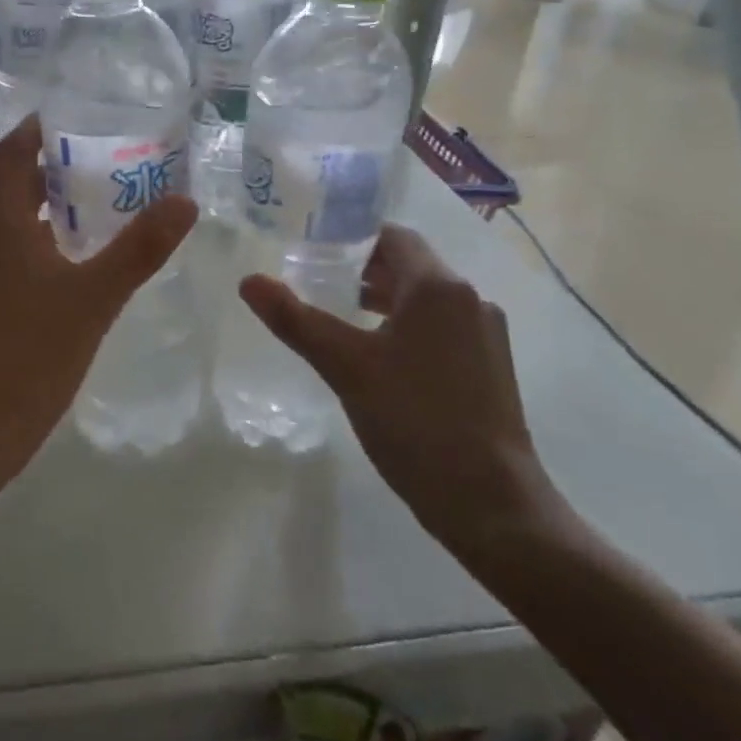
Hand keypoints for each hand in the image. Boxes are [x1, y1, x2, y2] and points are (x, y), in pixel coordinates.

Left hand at [0, 116, 196, 468]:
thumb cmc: (29, 356)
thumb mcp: (94, 299)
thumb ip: (139, 249)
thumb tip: (184, 200)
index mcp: (0, 223)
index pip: (13, 151)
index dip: (41, 125)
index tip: (79, 113)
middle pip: (17, 185)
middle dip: (60, 168)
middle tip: (111, 162)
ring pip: (16, 223)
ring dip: (54, 209)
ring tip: (105, 210)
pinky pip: (13, 254)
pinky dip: (45, 244)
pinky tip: (79, 267)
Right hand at [238, 225, 561, 559]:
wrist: (491, 503)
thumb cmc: (414, 420)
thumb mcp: (345, 366)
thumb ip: (295, 319)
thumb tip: (248, 281)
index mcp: (438, 287)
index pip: (392, 237)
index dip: (351, 239)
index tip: (313, 251)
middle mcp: (469, 300)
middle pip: (410, 266)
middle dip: (363, 270)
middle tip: (316, 282)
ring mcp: (485, 335)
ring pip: (426, 299)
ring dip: (384, 300)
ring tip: (341, 318)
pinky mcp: (490, 367)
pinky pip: (441, 327)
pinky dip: (407, 327)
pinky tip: (380, 358)